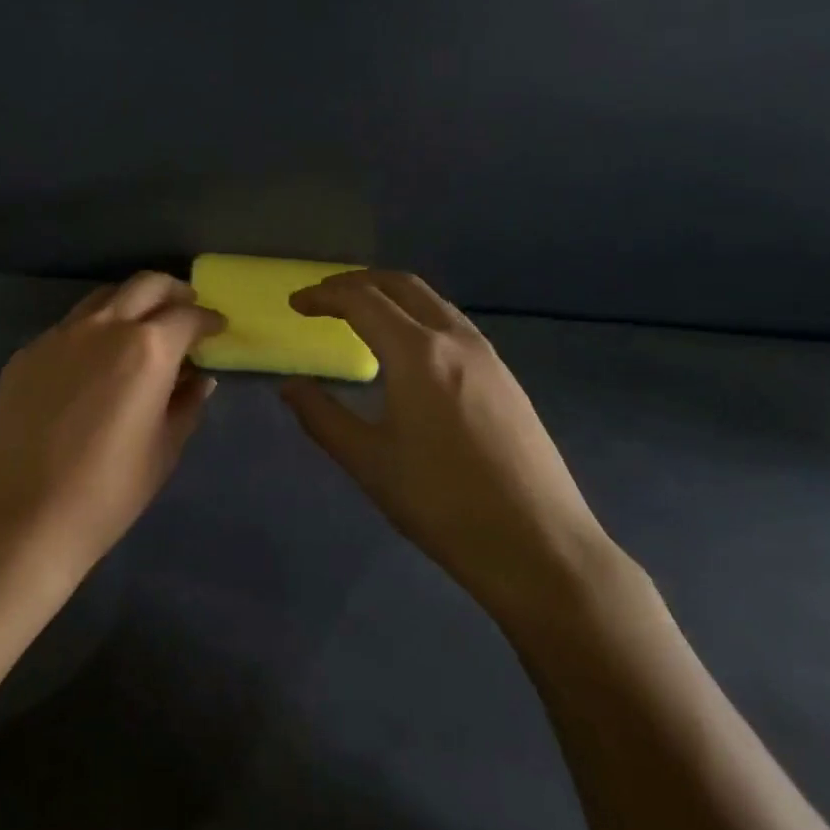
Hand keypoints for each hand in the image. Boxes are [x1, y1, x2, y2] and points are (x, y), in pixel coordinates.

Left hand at [0, 272, 224, 583]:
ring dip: (131, 304)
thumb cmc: (109, 491)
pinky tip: (93, 363)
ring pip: (103, 297)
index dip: (208, 320)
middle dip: (173, 292)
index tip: (216, 329)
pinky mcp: (27, 352)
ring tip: (140, 331)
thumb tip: (200, 378)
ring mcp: (59, 335)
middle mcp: (104, 326)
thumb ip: (187, 403)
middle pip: (146, 285)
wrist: (24, 516)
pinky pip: (69, 327)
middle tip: (184, 314)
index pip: (188, 315)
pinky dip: (93, 331)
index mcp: (147, 348)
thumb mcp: (164, 449)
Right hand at [282, 270, 616, 624]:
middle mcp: (454, 339)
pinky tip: (408, 352)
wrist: (539, 546)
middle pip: (400, 284)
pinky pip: (452, 324)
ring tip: (360, 317)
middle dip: (356, 283)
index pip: (361, 300)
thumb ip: (322, 417)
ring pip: (431, 301)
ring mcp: (487, 356)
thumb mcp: (369, 462)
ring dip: (390, 296)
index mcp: (417, 353)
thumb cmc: (442, 504)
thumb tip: (290, 387)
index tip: (296, 305)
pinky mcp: (505, 377)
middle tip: (323, 299)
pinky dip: (417, 316)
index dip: (323, 296)